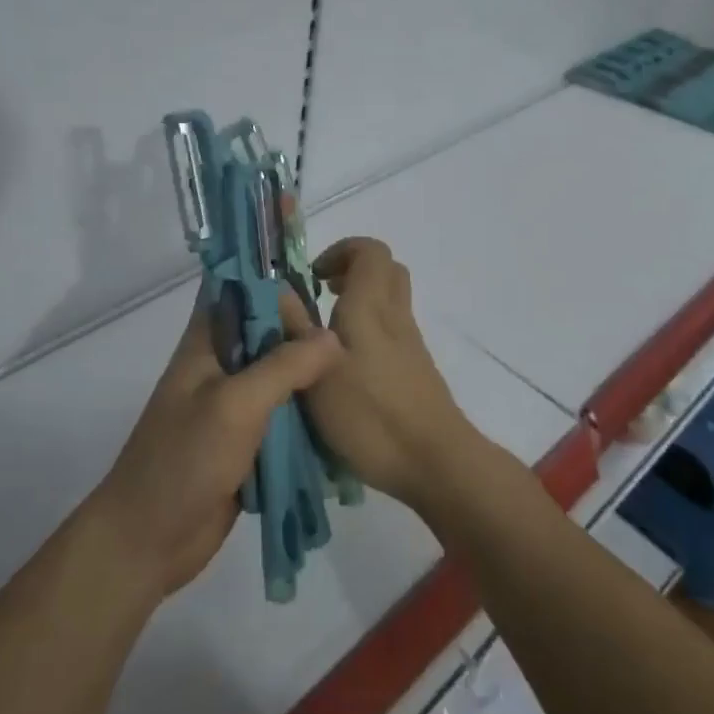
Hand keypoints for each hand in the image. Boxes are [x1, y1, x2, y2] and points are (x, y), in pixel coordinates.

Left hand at [96, 294, 341, 600]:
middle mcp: (222, 363)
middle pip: (270, 330)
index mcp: (207, 340)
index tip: (313, 310)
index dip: (276, 288)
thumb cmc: (184, 460)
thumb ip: (285, 366)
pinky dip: (308, 413)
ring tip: (351, 384)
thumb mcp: (236, 404)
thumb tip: (333, 337)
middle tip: (346, 354)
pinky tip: (340, 417)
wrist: (148, 540)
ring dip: (311, 377)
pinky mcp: (249, 439)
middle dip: (305, 336)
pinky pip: (286, 414)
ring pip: (282, 373)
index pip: (242, 288)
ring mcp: (236, 403)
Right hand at [306, 238, 482, 512]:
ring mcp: (410, 344)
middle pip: (385, 271)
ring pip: (389, 302)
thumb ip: (295, 329)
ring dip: (360, 303)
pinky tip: (346, 368)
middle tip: (321, 295)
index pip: (370, 251)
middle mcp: (395, 316)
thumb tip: (276, 289)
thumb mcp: (317, 375)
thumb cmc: (372, 415)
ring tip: (324, 335)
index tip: (313, 276)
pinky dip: (369, 332)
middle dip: (351, 272)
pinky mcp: (416, 370)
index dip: (342, 251)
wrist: (436, 462)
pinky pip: (392, 331)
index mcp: (371, 306)